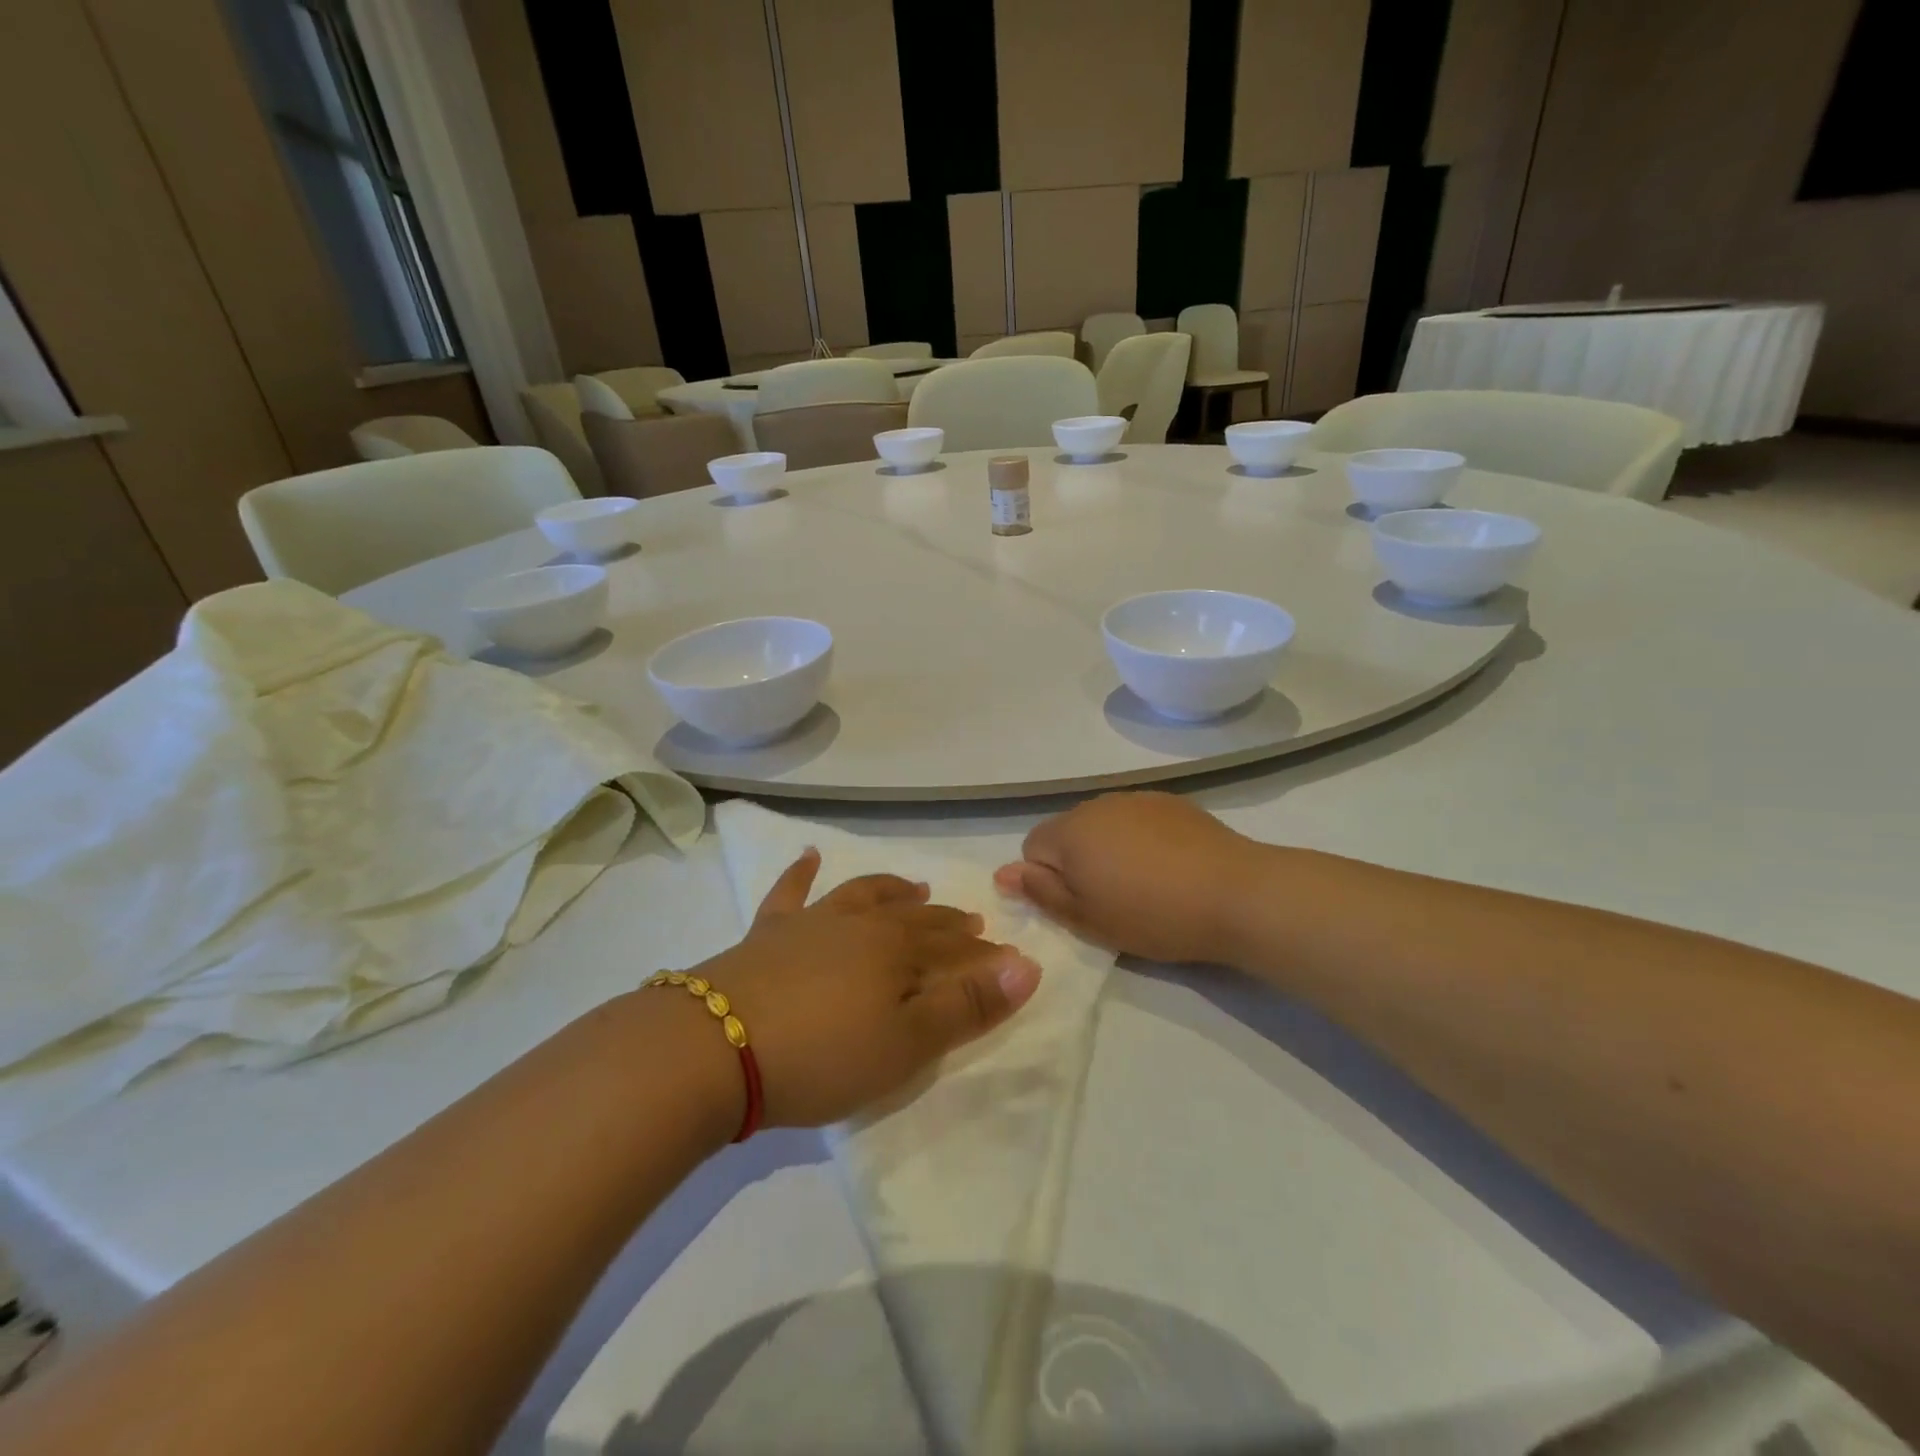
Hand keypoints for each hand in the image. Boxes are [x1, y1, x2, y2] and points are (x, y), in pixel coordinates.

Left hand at [688, 850, 1041, 1127]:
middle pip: (913, 919)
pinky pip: (790, 892)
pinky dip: (802, 872)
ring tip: (914, 886)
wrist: (713, 1048)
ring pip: (863, 896)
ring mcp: (810, 923)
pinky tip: (810, 854)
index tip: (1005, 957)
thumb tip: (1027, 965)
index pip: (952, 949)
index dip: (981, 955)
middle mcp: (859, 925)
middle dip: (945, 922)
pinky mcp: (766, 933)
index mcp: (896, 951)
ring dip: (892, 890)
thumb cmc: (821, 1055)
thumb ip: (967, 1006)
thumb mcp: (906, 1044)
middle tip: (969, 922)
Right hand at [994, 792, 1256, 963]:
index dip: (1047, 879)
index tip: (1079, 905)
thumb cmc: (1152, 914)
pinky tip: (1168, 865)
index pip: (1032, 847)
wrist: (1235, 894)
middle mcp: (1097, 804)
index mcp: (1070, 830)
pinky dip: (1140, 839)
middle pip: (1068, 832)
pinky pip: (1136, 819)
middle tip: (1109, 899)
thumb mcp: (1087, 918)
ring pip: (1103, 824)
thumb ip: (1040, 892)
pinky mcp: (1171, 802)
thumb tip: (1003, 873)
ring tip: (1143, 883)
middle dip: (1077, 861)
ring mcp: (1137, 798)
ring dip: (1108, 848)